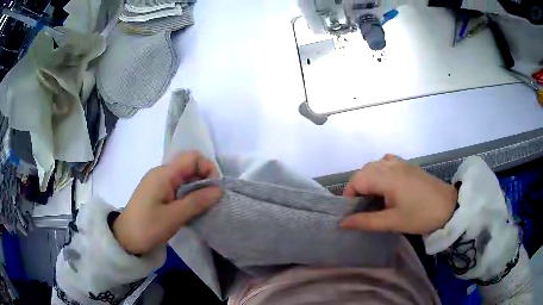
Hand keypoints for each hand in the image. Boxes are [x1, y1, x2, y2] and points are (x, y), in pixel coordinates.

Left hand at [113, 151, 222, 254]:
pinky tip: (191, 208)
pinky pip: (178, 187)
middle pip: (189, 166)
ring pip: (185, 177)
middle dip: (204, 179)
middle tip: (211, 200)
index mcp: (164, 174)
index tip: (214, 189)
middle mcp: (161, 173)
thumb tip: (219, 189)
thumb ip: (197, 201)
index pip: (192, 157)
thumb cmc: (147, 227)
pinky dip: (188, 194)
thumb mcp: (174, 216)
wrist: (125, 239)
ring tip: (203, 206)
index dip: (208, 168)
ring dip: (197, 188)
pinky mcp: (157, 193)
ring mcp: (158, 183)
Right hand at [340, 154, 456, 234]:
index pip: (356, 180)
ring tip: (374, 198)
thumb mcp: (392, 222)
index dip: (349, 195)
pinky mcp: (408, 166)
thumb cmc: (419, 216)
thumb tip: (342, 223)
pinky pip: (387, 163)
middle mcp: (391, 165)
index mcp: (386, 177)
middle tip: (363, 208)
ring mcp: (401, 163)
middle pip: (364, 171)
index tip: (353, 212)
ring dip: (369, 179)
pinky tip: (387, 186)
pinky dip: (381, 172)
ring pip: (375, 166)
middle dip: (358, 188)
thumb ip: (365, 221)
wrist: (448, 207)